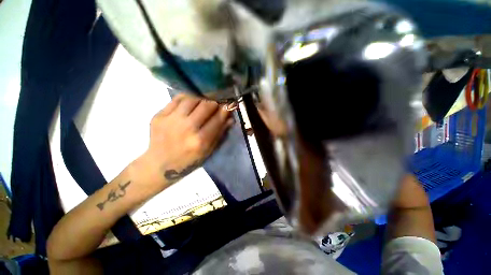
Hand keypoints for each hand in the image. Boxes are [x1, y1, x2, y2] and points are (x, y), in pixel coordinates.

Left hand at [137, 93, 232, 189]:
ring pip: (191, 99)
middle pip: (205, 106)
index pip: (217, 120)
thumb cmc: (189, 160)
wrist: (160, 164)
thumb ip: (220, 134)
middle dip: (213, 104)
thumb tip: (230, 118)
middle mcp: (186, 129)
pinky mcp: (159, 116)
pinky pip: (176, 99)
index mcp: (200, 141)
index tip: (228, 106)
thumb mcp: (208, 151)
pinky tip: (190, 103)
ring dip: (201, 100)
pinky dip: (187, 98)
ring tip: (202, 104)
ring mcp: (171, 121)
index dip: (224, 111)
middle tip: (215, 105)